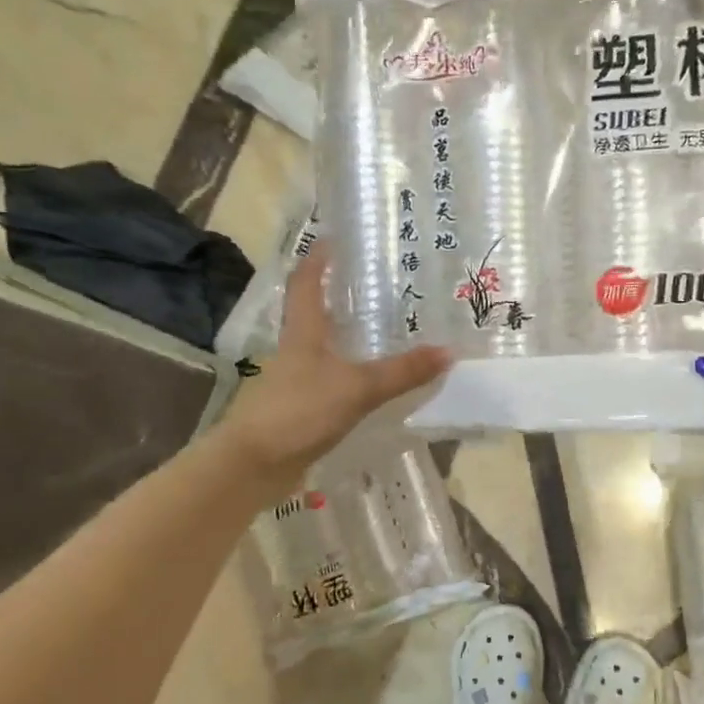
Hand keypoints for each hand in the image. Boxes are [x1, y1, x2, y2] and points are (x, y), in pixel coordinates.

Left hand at [217, 244, 449, 491]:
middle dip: (340, 295)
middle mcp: (297, 349)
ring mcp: (296, 379)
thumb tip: (449, 351)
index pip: (306, 283)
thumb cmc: (299, 411)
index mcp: (303, 332)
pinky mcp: (301, 407)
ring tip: (383, 328)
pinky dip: (350, 372)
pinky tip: (373, 380)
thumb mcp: (357, 388)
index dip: (317, 259)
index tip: (334, 239)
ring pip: (324, 346)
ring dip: (347, 335)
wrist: (254, 464)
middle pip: (315, 312)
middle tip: (376, 283)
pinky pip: (330, 379)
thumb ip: (402, 372)